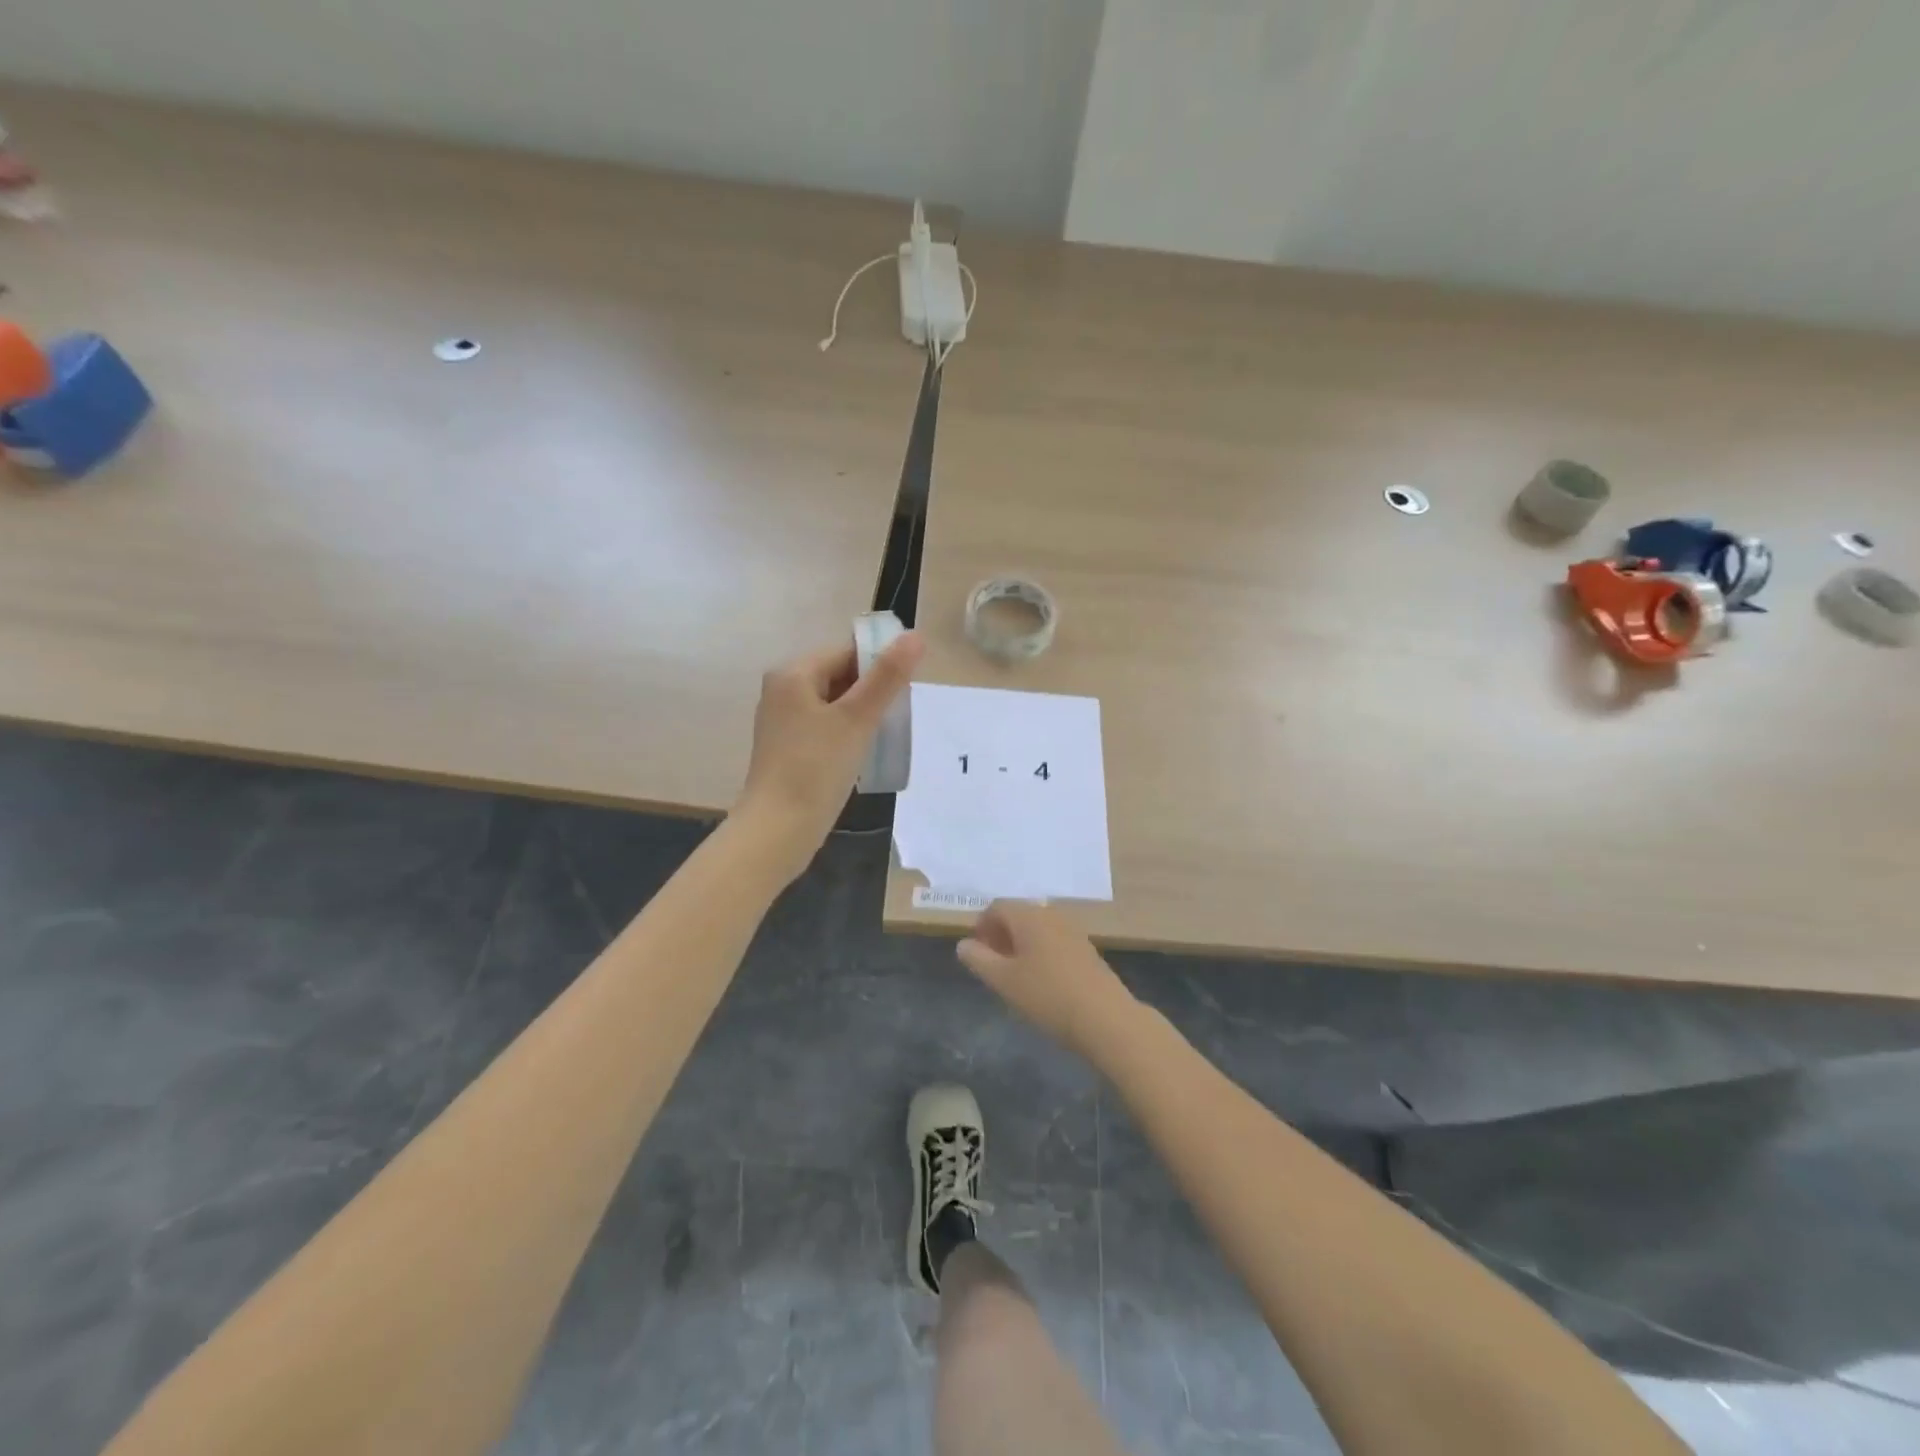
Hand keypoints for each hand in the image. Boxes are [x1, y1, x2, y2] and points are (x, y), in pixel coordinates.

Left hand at [734, 631, 922, 878]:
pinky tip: (861, 753)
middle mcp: (782, 689)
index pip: (847, 652)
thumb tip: (916, 636)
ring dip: (861, 715)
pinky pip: (824, 726)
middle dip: (871, 692)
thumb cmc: (816, 769)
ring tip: (881, 736)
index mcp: (793, 673)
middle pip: (840, 675)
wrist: (778, 830)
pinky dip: (845, 733)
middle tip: (896, 718)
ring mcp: (782, 720)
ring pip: (834, 703)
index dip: (880, 667)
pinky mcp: (787, 746)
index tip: (904, 693)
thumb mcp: (857, 719)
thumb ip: (887, 677)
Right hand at [957, 902, 1137, 1061]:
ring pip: (1037, 928)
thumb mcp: (1004, 981)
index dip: (981, 924)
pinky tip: (1040, 980)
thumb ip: (979, 959)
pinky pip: (1054, 940)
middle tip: (991, 962)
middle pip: (1018, 914)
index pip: (997, 906)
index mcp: (1028, 916)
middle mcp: (1051, 915)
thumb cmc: (1047, 995)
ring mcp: (1073, 931)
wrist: (1105, 1018)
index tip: (975, 951)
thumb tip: (963, 944)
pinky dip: (1039, 951)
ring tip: (1013, 974)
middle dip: (1000, 934)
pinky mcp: (1087, 949)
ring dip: (1020, 943)